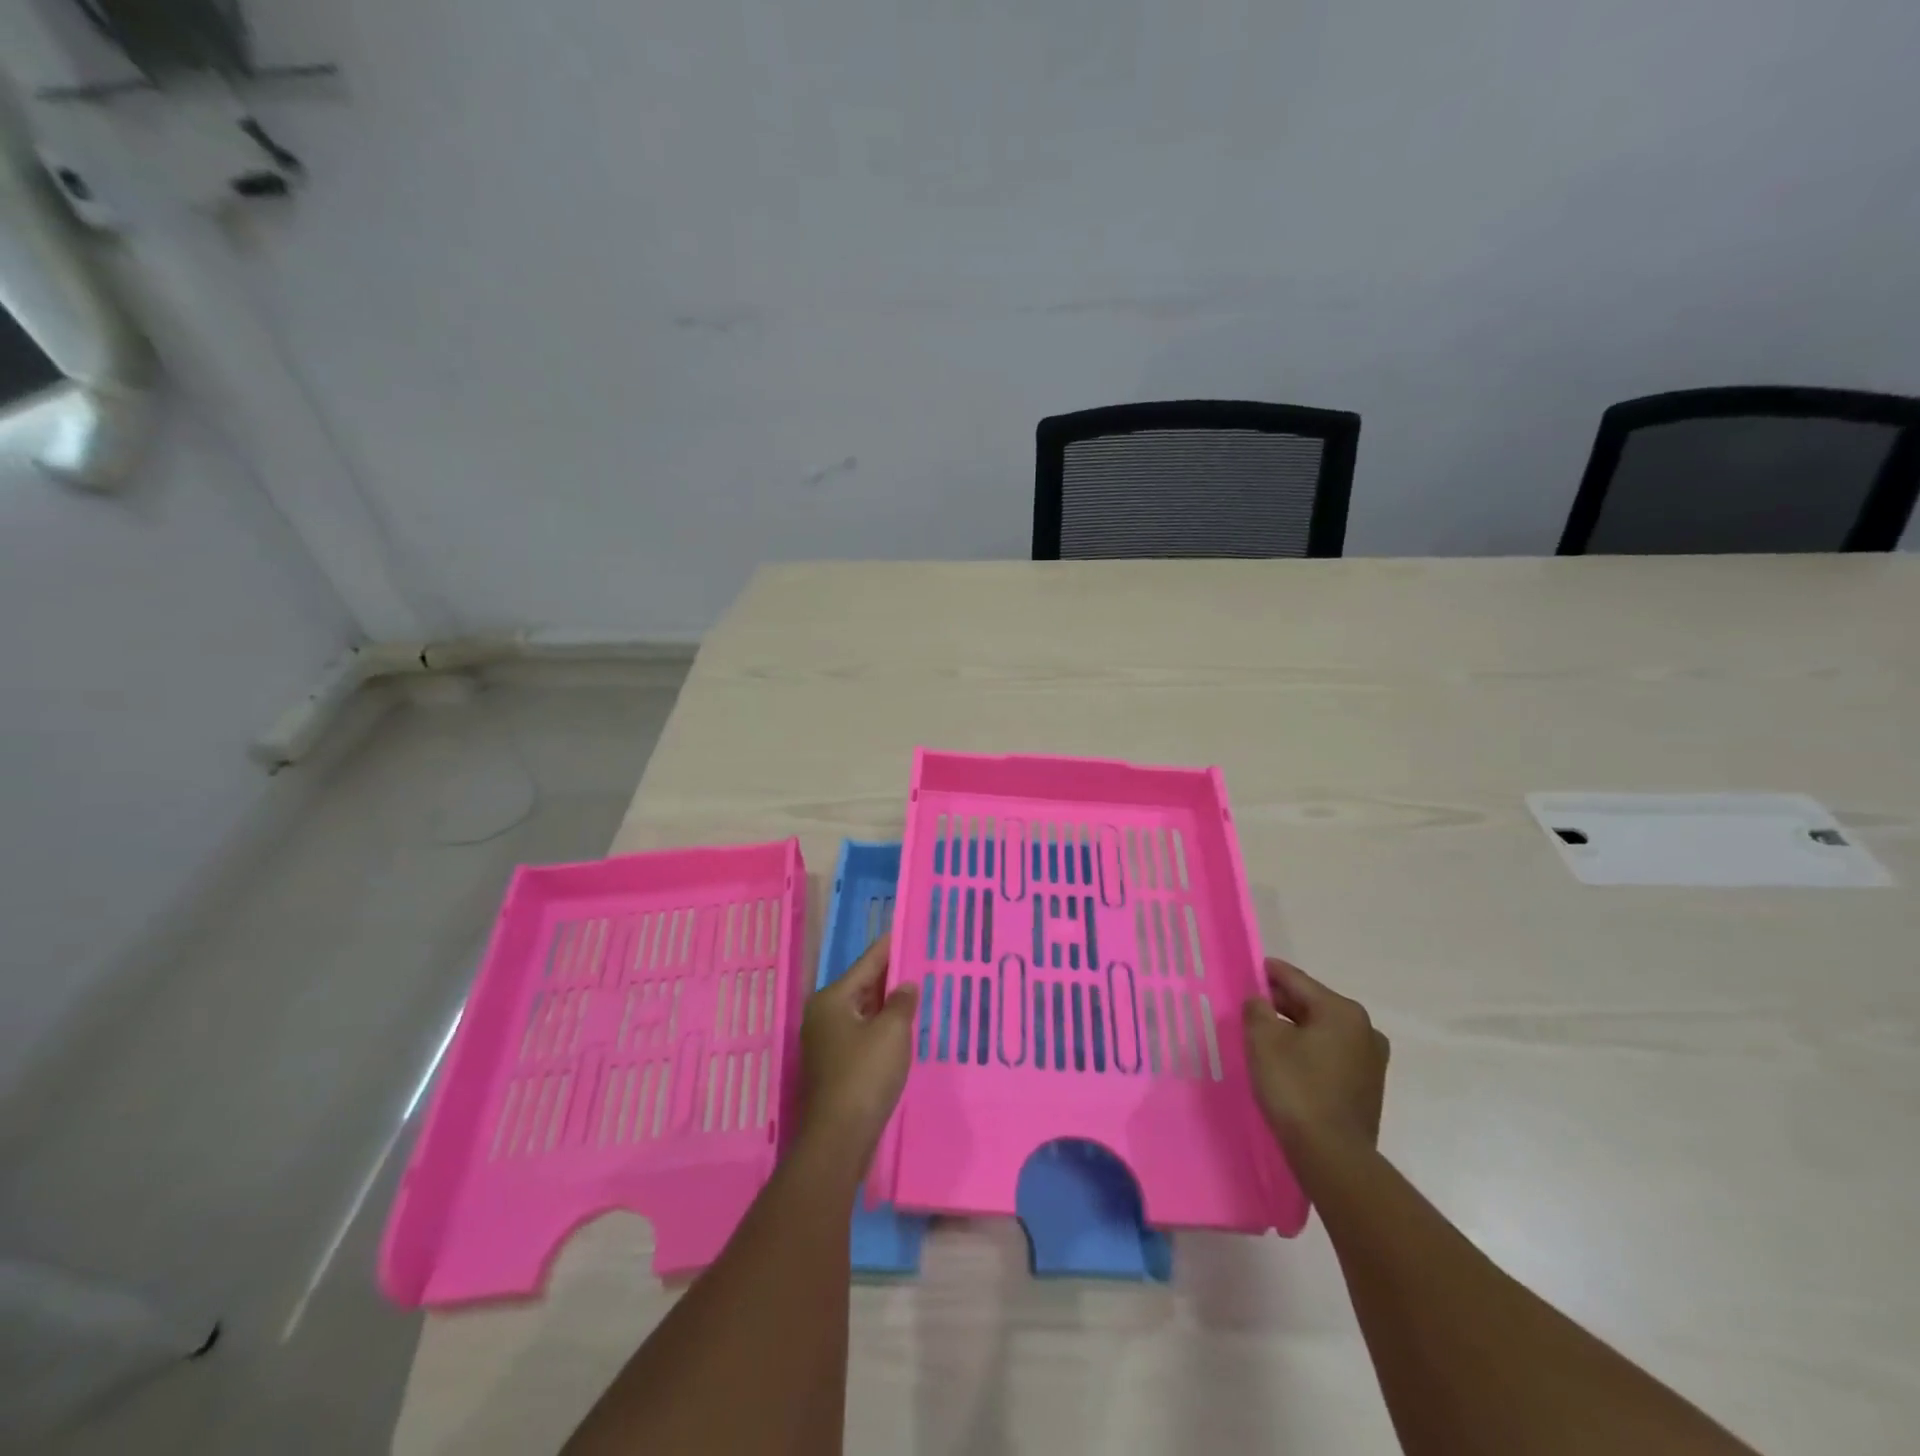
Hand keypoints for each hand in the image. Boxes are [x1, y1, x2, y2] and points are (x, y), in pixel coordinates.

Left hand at [799, 937, 919, 1156]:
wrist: (839, 1137)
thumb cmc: (865, 1075)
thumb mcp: (892, 1032)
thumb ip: (901, 1002)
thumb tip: (905, 986)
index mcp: (832, 999)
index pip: (866, 963)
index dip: (888, 947)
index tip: (905, 930)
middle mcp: (823, 1015)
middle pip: (862, 986)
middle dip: (889, 976)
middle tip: (918, 960)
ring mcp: (826, 1042)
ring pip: (862, 1011)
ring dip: (886, 1004)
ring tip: (915, 990)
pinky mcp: (834, 1065)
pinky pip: (861, 1033)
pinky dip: (880, 1026)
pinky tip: (901, 1028)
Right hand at [1243, 956, 1388, 1156]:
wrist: (1332, 1155)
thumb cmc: (1296, 1088)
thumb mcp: (1264, 1040)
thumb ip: (1257, 1010)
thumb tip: (1260, 1000)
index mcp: (1342, 1011)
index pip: (1297, 980)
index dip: (1270, 972)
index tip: (1251, 968)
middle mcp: (1365, 1030)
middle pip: (1313, 1004)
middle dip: (1282, 1003)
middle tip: (1253, 1005)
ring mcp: (1371, 1060)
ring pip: (1323, 1031)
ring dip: (1297, 1029)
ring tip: (1267, 1034)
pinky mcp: (1368, 1087)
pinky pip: (1332, 1055)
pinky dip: (1310, 1051)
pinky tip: (1290, 1061)